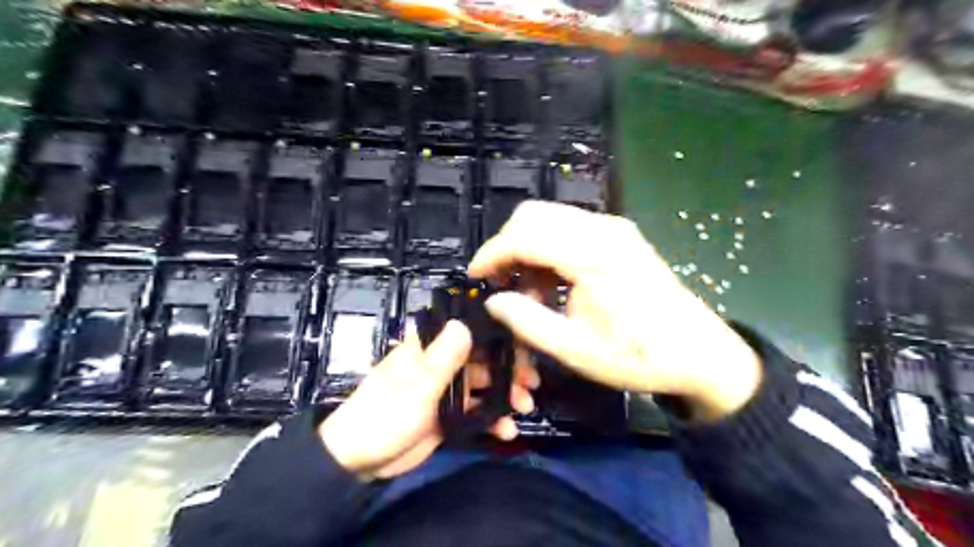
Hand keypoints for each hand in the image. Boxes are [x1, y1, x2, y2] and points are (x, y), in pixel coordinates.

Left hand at [323, 321, 539, 477]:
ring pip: (484, 386)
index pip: (466, 330)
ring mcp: (446, 390)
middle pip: (482, 359)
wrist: (359, 461)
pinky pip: (477, 412)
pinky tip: (507, 431)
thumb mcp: (415, 387)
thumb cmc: (384, 415)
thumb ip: (441, 358)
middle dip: (508, 369)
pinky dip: (493, 420)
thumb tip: (463, 323)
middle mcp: (441, 364)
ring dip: (505, 395)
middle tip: (531, 382)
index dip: (496, 333)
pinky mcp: (449, 415)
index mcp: (429, 349)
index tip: (523, 342)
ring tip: (525, 407)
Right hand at [467, 200, 763, 423]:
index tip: (475, 277)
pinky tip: (551, 284)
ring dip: (528, 248)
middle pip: (534, 215)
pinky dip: (549, 250)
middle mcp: (603, 230)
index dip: (492, 253)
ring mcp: (614, 229)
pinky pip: (569, 229)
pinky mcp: (619, 236)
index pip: (526, 235)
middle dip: (507, 245)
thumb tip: (493, 302)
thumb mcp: (576, 349)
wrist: (700, 353)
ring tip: (527, 293)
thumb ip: (528, 322)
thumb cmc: (639, 356)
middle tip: (498, 282)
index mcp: (593, 255)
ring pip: (550, 219)